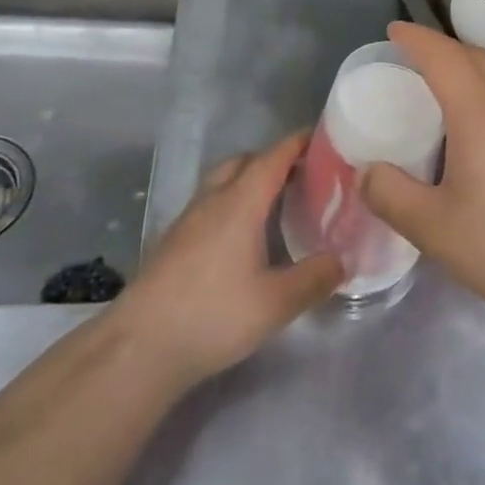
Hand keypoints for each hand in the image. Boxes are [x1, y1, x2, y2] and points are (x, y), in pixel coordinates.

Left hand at [111, 132, 341, 391]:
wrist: (139, 347)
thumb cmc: (213, 315)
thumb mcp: (276, 303)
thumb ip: (314, 278)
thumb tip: (344, 260)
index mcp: (241, 202)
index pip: (274, 156)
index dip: (299, 143)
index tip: (324, 138)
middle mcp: (213, 199)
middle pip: (245, 161)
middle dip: (274, 160)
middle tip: (304, 176)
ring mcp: (188, 219)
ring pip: (223, 181)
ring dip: (249, 181)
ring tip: (276, 204)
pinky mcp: (173, 241)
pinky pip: (210, 204)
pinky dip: (232, 203)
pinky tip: (242, 236)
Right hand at [360, 22, 484, 322]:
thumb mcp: (435, 229)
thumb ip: (392, 197)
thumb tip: (367, 172)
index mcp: (479, 111)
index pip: (443, 56)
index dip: (416, 38)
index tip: (393, 29)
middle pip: (475, 56)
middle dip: (442, 47)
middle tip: (414, 56)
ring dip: (469, 66)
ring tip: (445, 87)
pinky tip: (484, 126)